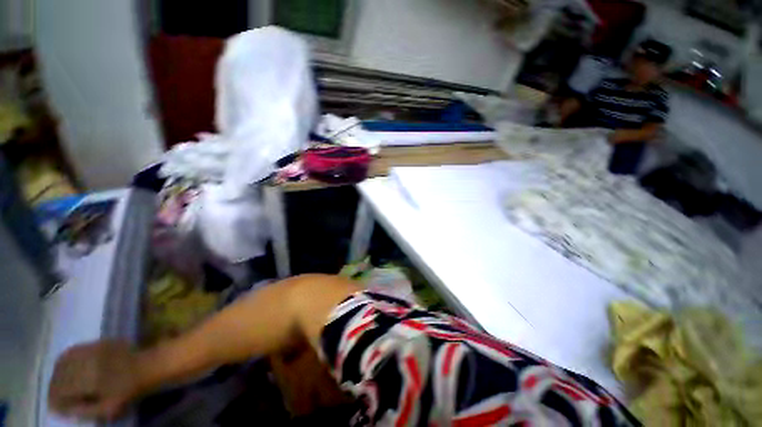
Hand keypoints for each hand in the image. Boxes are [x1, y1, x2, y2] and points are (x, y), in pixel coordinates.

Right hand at [48, 340, 143, 420]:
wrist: (150, 366)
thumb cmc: (130, 391)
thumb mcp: (107, 409)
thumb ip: (82, 410)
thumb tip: (61, 409)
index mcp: (89, 380)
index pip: (61, 389)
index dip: (54, 399)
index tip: (54, 407)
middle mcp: (87, 361)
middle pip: (60, 374)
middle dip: (54, 387)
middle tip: (55, 397)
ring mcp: (93, 349)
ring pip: (63, 361)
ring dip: (58, 373)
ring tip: (59, 385)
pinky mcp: (99, 342)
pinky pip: (74, 350)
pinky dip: (66, 361)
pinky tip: (67, 370)